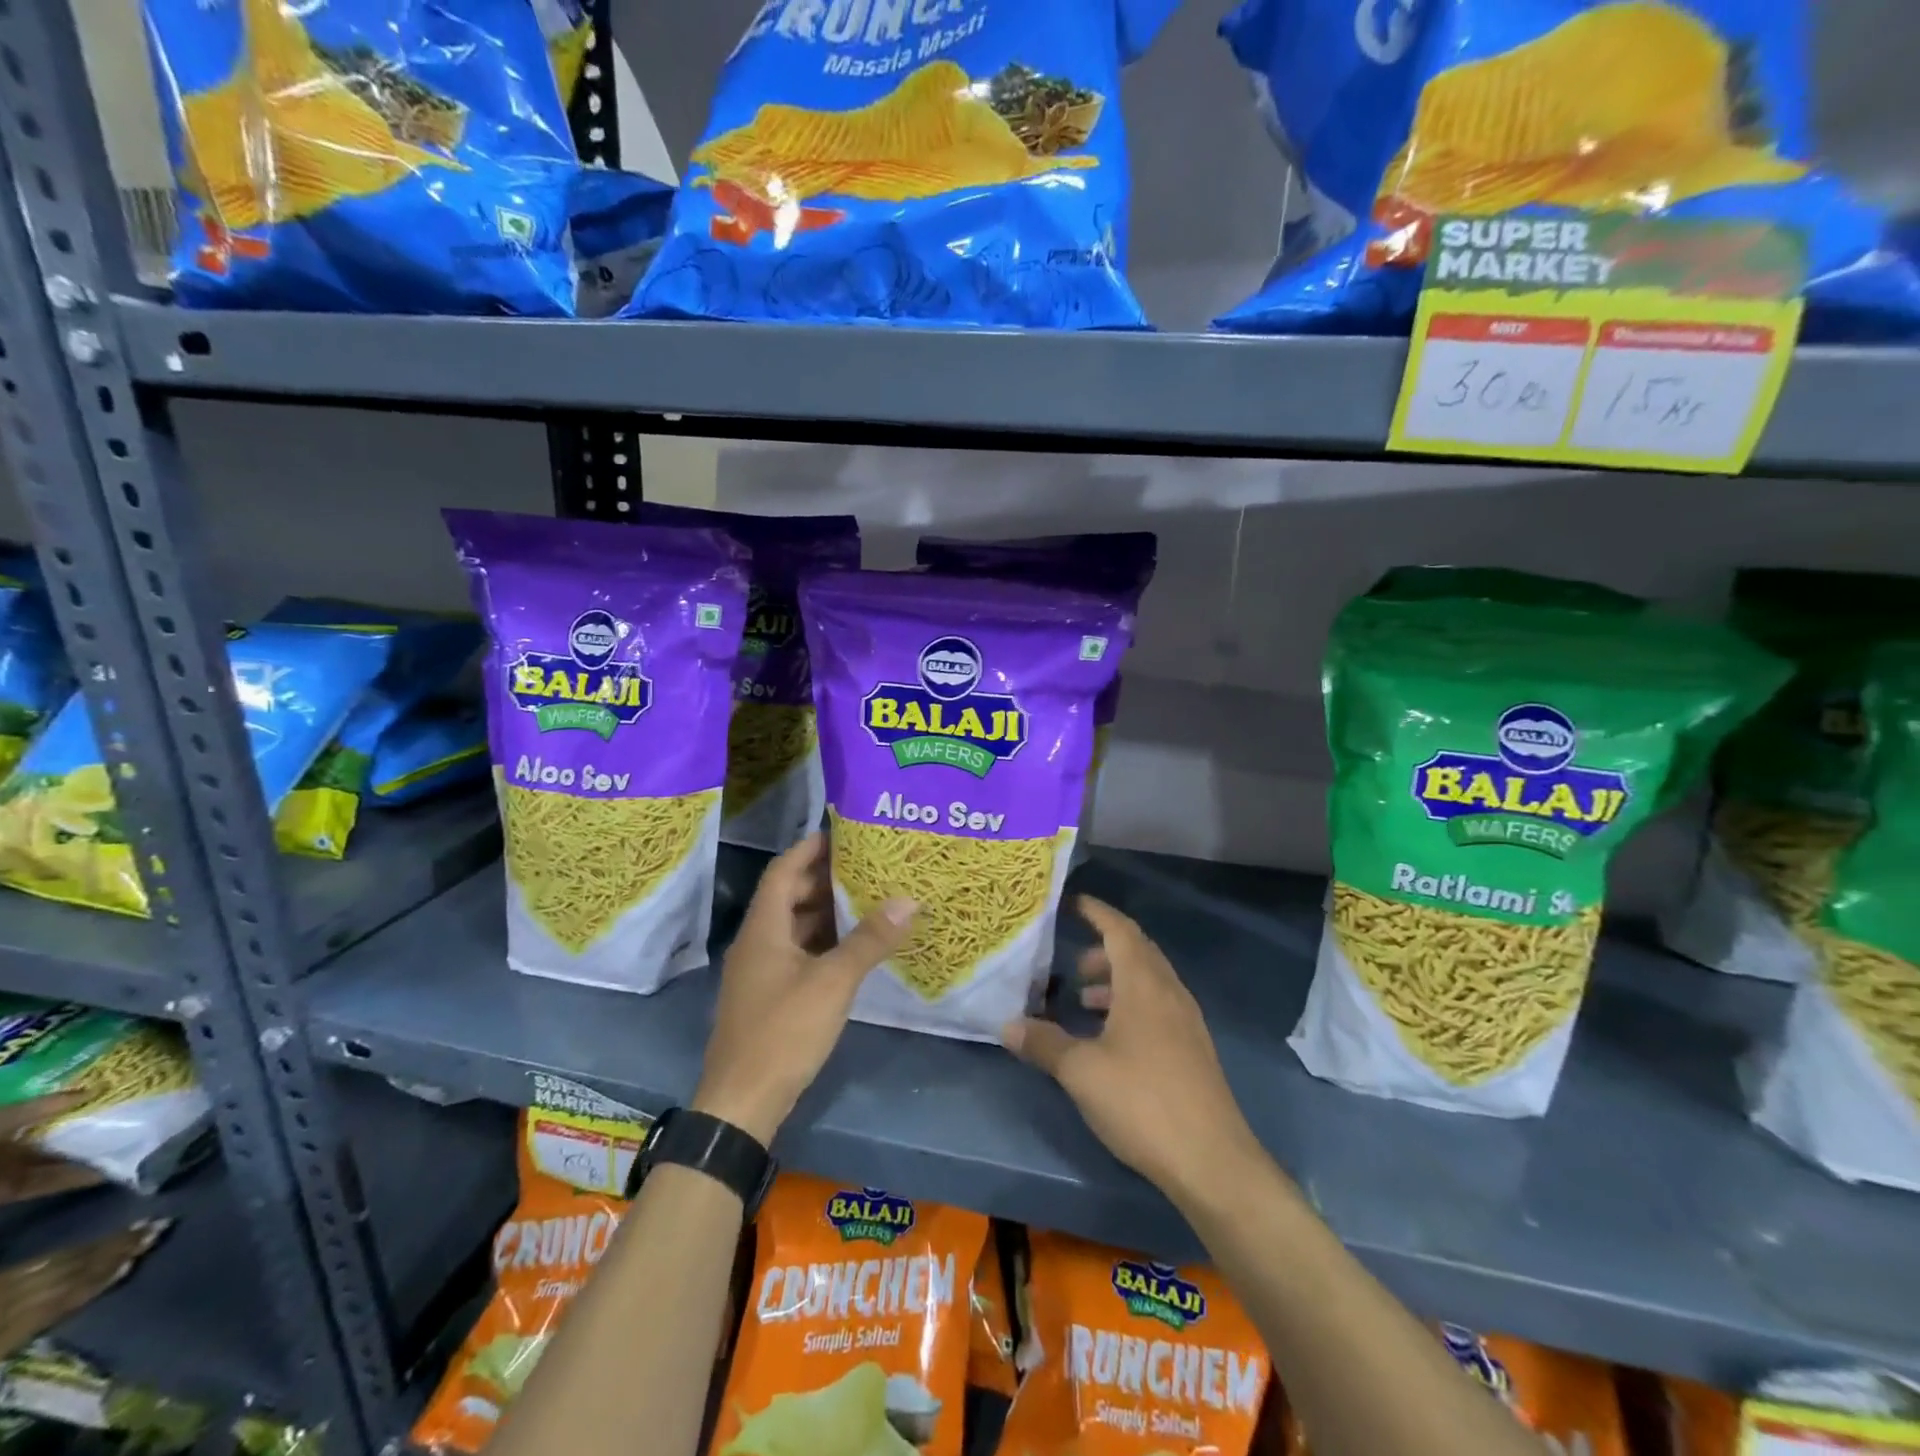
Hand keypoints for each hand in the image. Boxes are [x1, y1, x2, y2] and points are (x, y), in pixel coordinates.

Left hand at [693, 832, 914, 1145]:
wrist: (742, 1103)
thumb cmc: (784, 1032)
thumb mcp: (833, 982)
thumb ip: (869, 940)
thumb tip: (908, 899)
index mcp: (764, 928)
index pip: (783, 870)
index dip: (810, 848)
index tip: (844, 833)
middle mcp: (757, 942)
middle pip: (789, 896)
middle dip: (825, 878)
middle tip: (867, 865)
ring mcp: (760, 972)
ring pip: (794, 927)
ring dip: (826, 911)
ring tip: (868, 898)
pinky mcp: (769, 996)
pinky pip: (797, 953)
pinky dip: (823, 942)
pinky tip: (853, 947)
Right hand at [1001, 896, 1257, 1202]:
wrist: (1211, 1161)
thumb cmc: (1142, 1101)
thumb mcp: (1081, 1071)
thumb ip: (1043, 1044)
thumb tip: (1008, 1025)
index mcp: (1145, 984)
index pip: (1119, 930)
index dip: (1096, 912)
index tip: (1071, 903)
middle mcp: (1170, 992)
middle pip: (1137, 953)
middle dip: (1102, 950)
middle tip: (1069, 965)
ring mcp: (1187, 1022)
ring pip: (1148, 983)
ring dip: (1116, 982)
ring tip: (1084, 1001)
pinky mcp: (1193, 1050)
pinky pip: (1158, 1008)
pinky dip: (1130, 1006)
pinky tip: (1110, 1039)